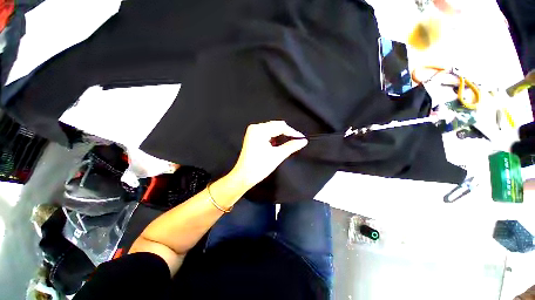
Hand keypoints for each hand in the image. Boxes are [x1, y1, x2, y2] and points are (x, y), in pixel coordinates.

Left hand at [230, 121, 307, 188]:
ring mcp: (253, 132)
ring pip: (272, 129)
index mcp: (260, 130)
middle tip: (297, 141)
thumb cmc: (259, 167)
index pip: (280, 126)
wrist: (243, 176)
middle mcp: (255, 128)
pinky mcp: (253, 137)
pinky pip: (267, 133)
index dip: (292, 132)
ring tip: (289, 143)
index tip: (302, 138)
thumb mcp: (277, 155)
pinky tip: (279, 144)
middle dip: (287, 133)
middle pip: (276, 126)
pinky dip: (274, 138)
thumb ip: (291, 146)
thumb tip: (303, 141)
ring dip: (281, 135)